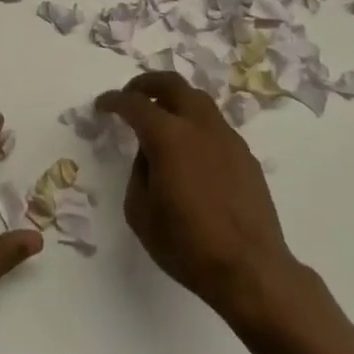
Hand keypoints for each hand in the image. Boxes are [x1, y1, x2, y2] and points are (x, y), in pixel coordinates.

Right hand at [97, 73, 303, 321]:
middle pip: (172, 84)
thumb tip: (149, 154)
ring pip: (198, 100)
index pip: (135, 104)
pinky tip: (190, 149)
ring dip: (175, 100)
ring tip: (161, 117)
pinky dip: (195, 123)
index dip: (114, 101)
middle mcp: (199, 126)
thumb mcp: (140, 212)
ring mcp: (227, 137)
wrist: (250, 269)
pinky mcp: (245, 155)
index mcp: (169, 136)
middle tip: (131, 94)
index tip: (103, 104)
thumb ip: (138, 172)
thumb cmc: (187, 244)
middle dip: (147, 83)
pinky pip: (214, 125)